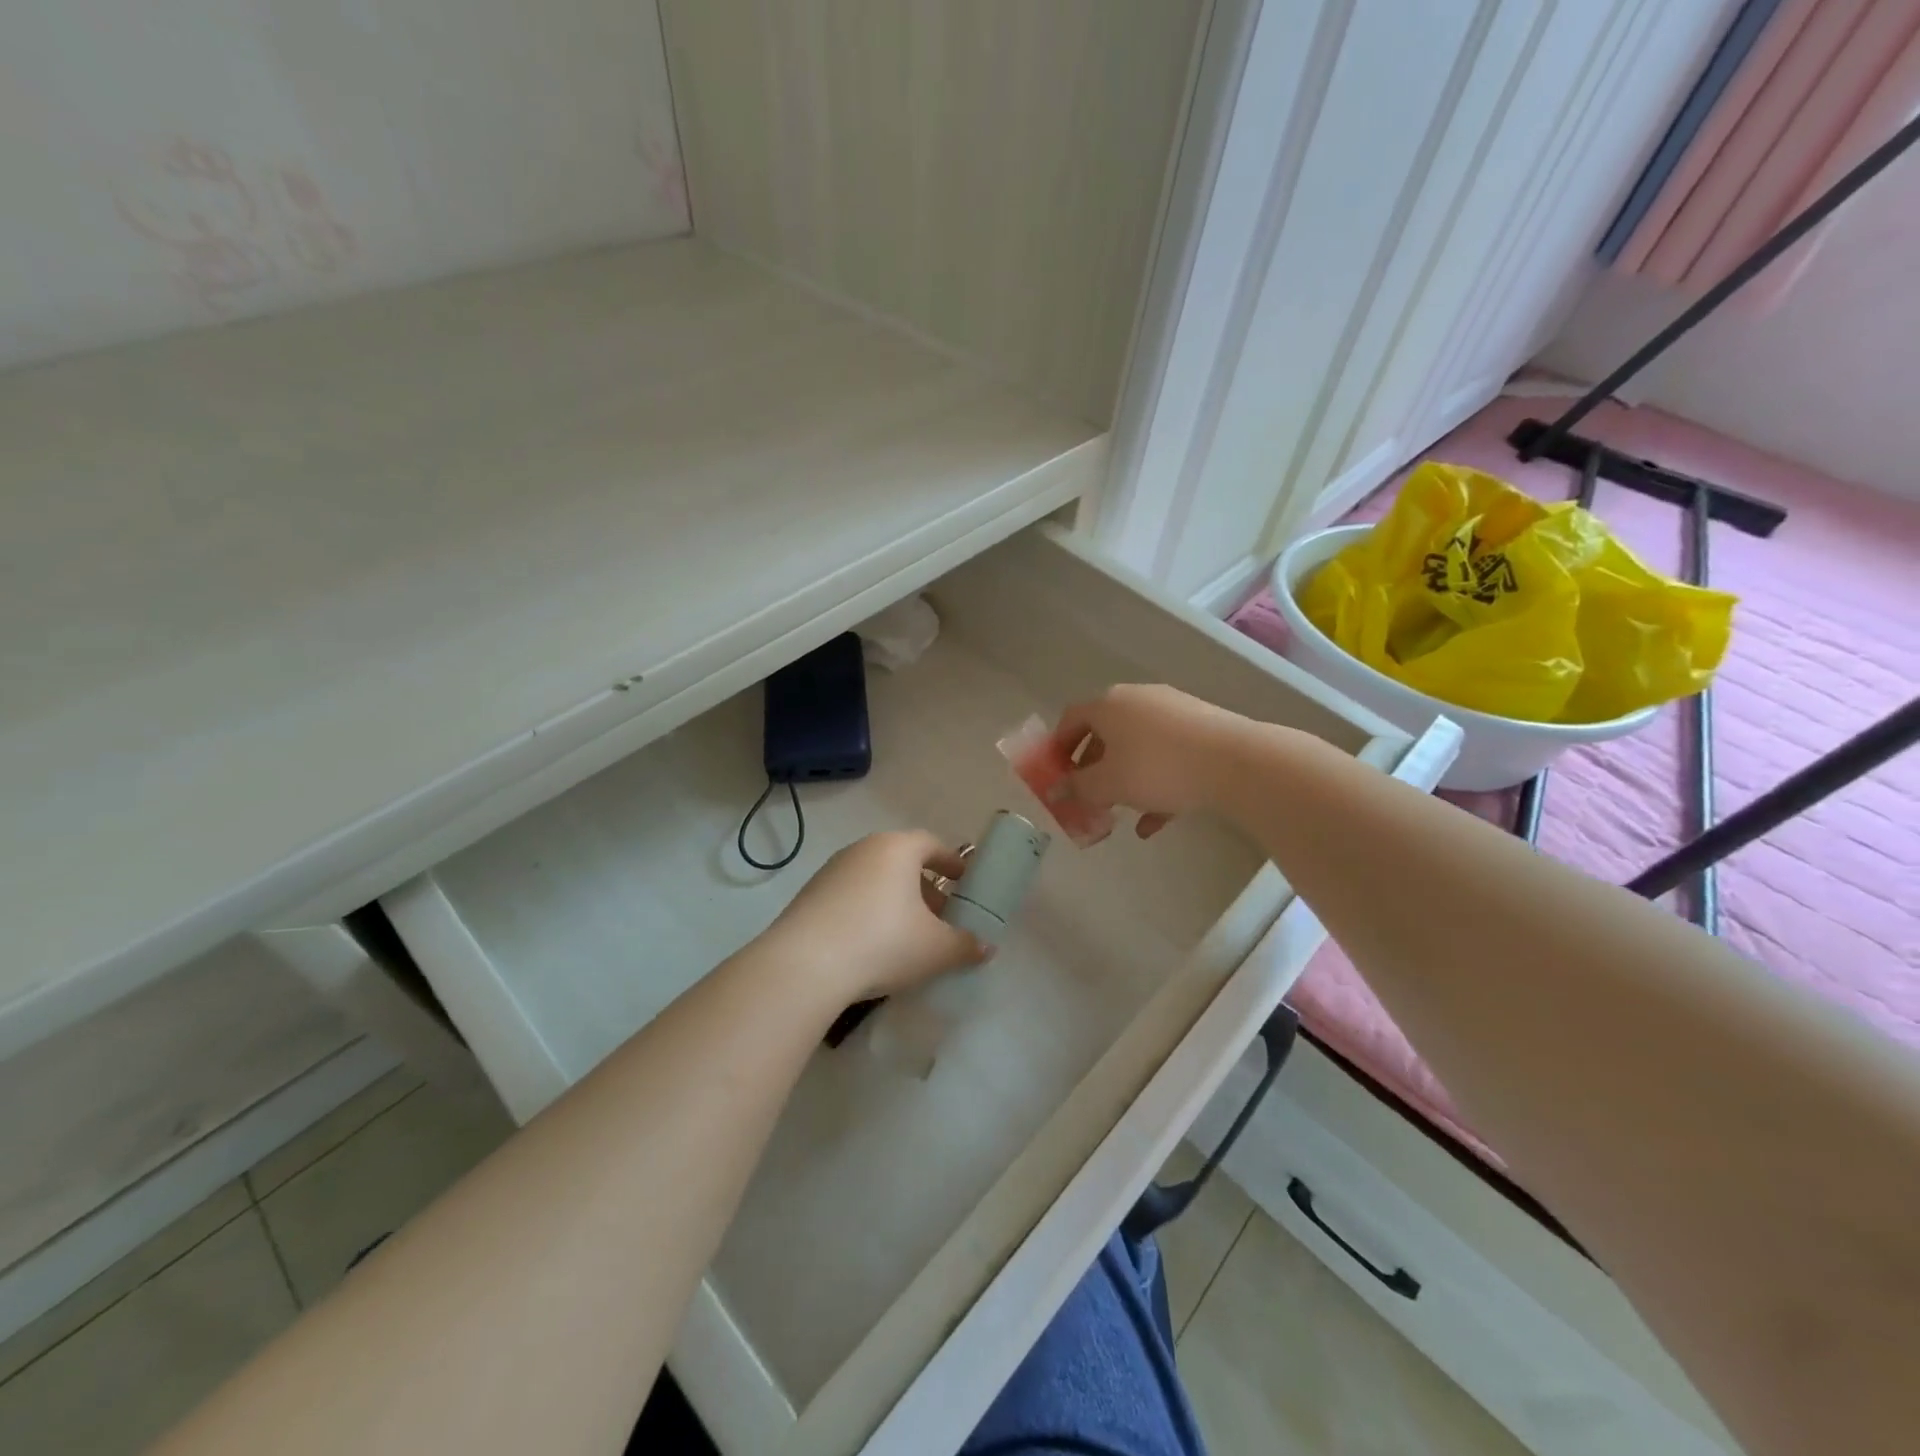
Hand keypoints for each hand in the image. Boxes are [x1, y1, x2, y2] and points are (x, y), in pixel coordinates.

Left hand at [764, 831, 990, 1000]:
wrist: (805, 965)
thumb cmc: (883, 942)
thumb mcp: (936, 949)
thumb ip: (966, 945)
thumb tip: (986, 947)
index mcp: (897, 849)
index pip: (931, 844)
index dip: (951, 862)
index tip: (964, 881)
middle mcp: (863, 849)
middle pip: (902, 862)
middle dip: (924, 887)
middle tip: (939, 916)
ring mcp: (831, 870)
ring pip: (874, 879)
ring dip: (894, 900)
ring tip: (906, 934)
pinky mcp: (809, 895)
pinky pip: (849, 896)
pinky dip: (866, 911)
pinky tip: (870, 944)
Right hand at [1051, 685, 1250, 836]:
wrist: (1235, 762)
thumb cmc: (1157, 768)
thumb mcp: (1108, 784)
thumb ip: (1078, 788)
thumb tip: (1056, 790)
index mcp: (1109, 705)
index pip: (1071, 719)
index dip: (1057, 747)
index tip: (1055, 774)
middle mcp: (1138, 700)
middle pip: (1105, 733)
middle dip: (1092, 768)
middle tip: (1087, 795)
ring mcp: (1173, 712)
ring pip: (1138, 748)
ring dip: (1125, 779)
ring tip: (1120, 813)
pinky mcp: (1201, 728)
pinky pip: (1167, 756)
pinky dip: (1156, 784)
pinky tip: (1154, 822)